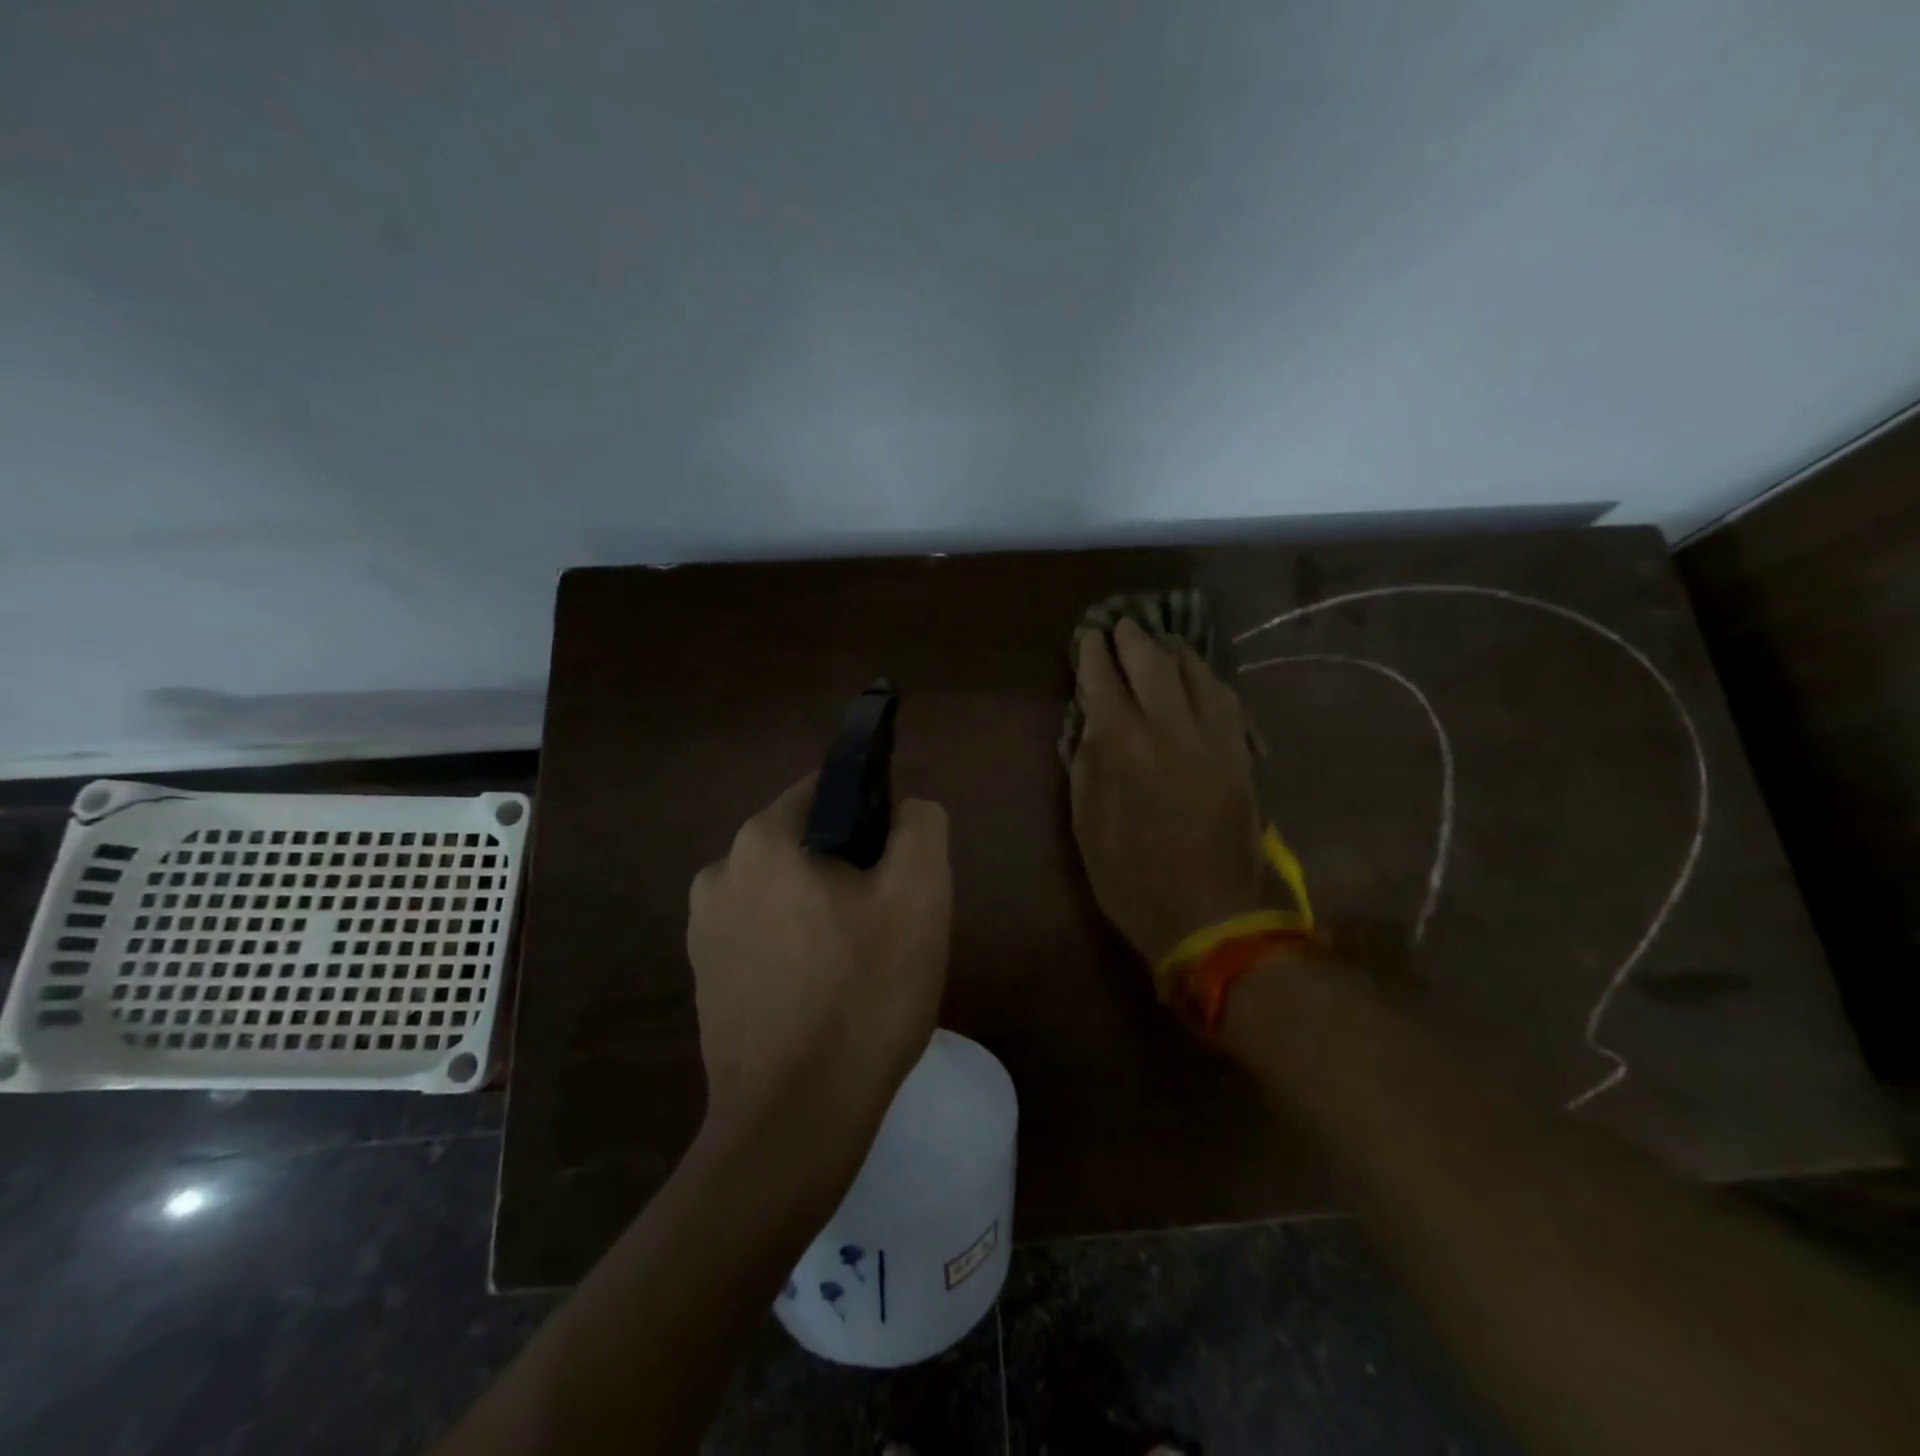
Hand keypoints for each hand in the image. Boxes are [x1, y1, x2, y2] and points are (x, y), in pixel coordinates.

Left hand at [687, 777, 952, 1146]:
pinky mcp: (704, 978)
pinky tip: (825, 994)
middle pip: (806, 843)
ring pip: (786, 892)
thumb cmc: (864, 994)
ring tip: (862, 963)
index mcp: (763, 840)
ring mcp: (703, 929)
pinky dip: (797, 947)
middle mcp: (719, 872)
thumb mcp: (920, 893)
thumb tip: (906, 810)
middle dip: (850, 867)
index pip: (828, 790)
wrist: (796, 1120)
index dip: (875, 814)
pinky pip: (764, 936)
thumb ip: (921, 825)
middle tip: (890, 920)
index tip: (900, 863)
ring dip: (824, 909)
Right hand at [1069, 618, 1268, 966]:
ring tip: (1161, 641)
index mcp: (1123, 745)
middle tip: (1122, 625)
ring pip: (1196, 673)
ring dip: (1174, 651)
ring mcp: (1213, 738)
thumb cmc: (1131, 879)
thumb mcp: (1086, 826)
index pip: (1103, 680)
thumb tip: (1089, 723)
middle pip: (1152, 663)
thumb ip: (1086, 766)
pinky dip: (1208, 679)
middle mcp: (1170, 727)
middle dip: (1133, 638)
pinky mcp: (1241, 755)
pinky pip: (1227, 700)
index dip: (1093, 653)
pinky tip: (1200, 676)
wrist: (1208, 916)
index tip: (1087, 636)